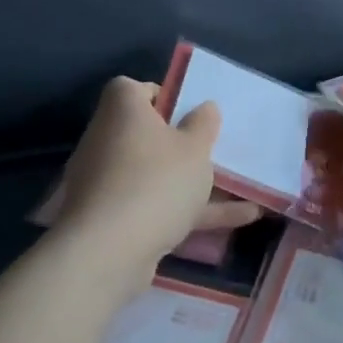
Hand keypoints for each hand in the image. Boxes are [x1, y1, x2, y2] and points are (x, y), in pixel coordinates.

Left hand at [48, 77, 259, 278]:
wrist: (109, 253)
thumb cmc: (156, 181)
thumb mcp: (195, 148)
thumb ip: (204, 124)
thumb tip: (204, 107)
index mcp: (121, 111)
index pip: (132, 89)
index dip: (161, 96)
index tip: (188, 112)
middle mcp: (105, 141)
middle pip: (144, 134)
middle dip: (179, 144)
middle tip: (211, 150)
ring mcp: (105, 184)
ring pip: (153, 175)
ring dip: (190, 182)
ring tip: (237, 188)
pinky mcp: (111, 221)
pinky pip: (154, 207)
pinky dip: (189, 213)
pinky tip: (237, 221)